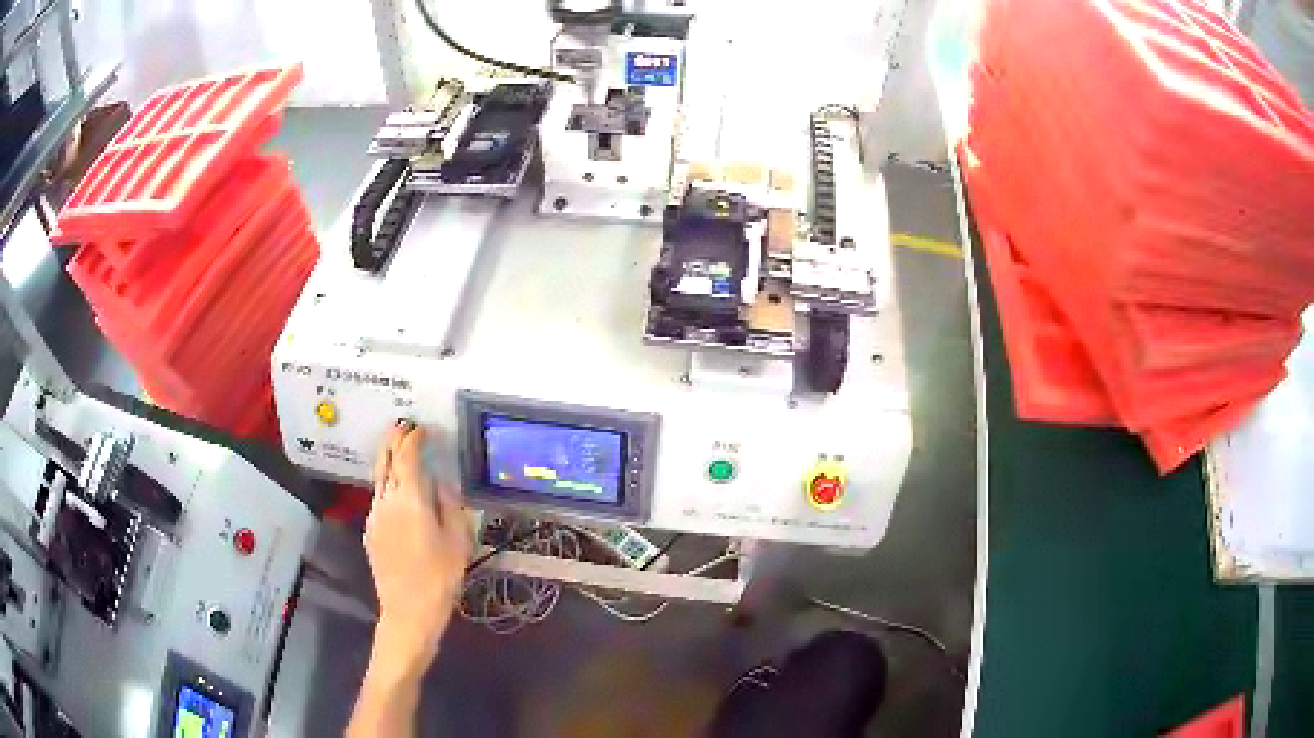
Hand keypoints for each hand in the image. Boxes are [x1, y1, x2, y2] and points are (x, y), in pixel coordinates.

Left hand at [365, 421, 469, 673]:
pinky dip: (387, 482)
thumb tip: (439, 483)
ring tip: (399, 450)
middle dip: (394, 439)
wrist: (408, 611)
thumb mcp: (458, 540)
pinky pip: (378, 496)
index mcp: (410, 499)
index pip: (407, 455)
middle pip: (385, 459)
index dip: (414, 437)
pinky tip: (398, 490)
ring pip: (379, 477)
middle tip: (404, 426)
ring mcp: (374, 515)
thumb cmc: (440, 577)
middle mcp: (387, 500)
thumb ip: (448, 504)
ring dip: (388, 459)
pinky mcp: (370, 530)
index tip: (424, 428)